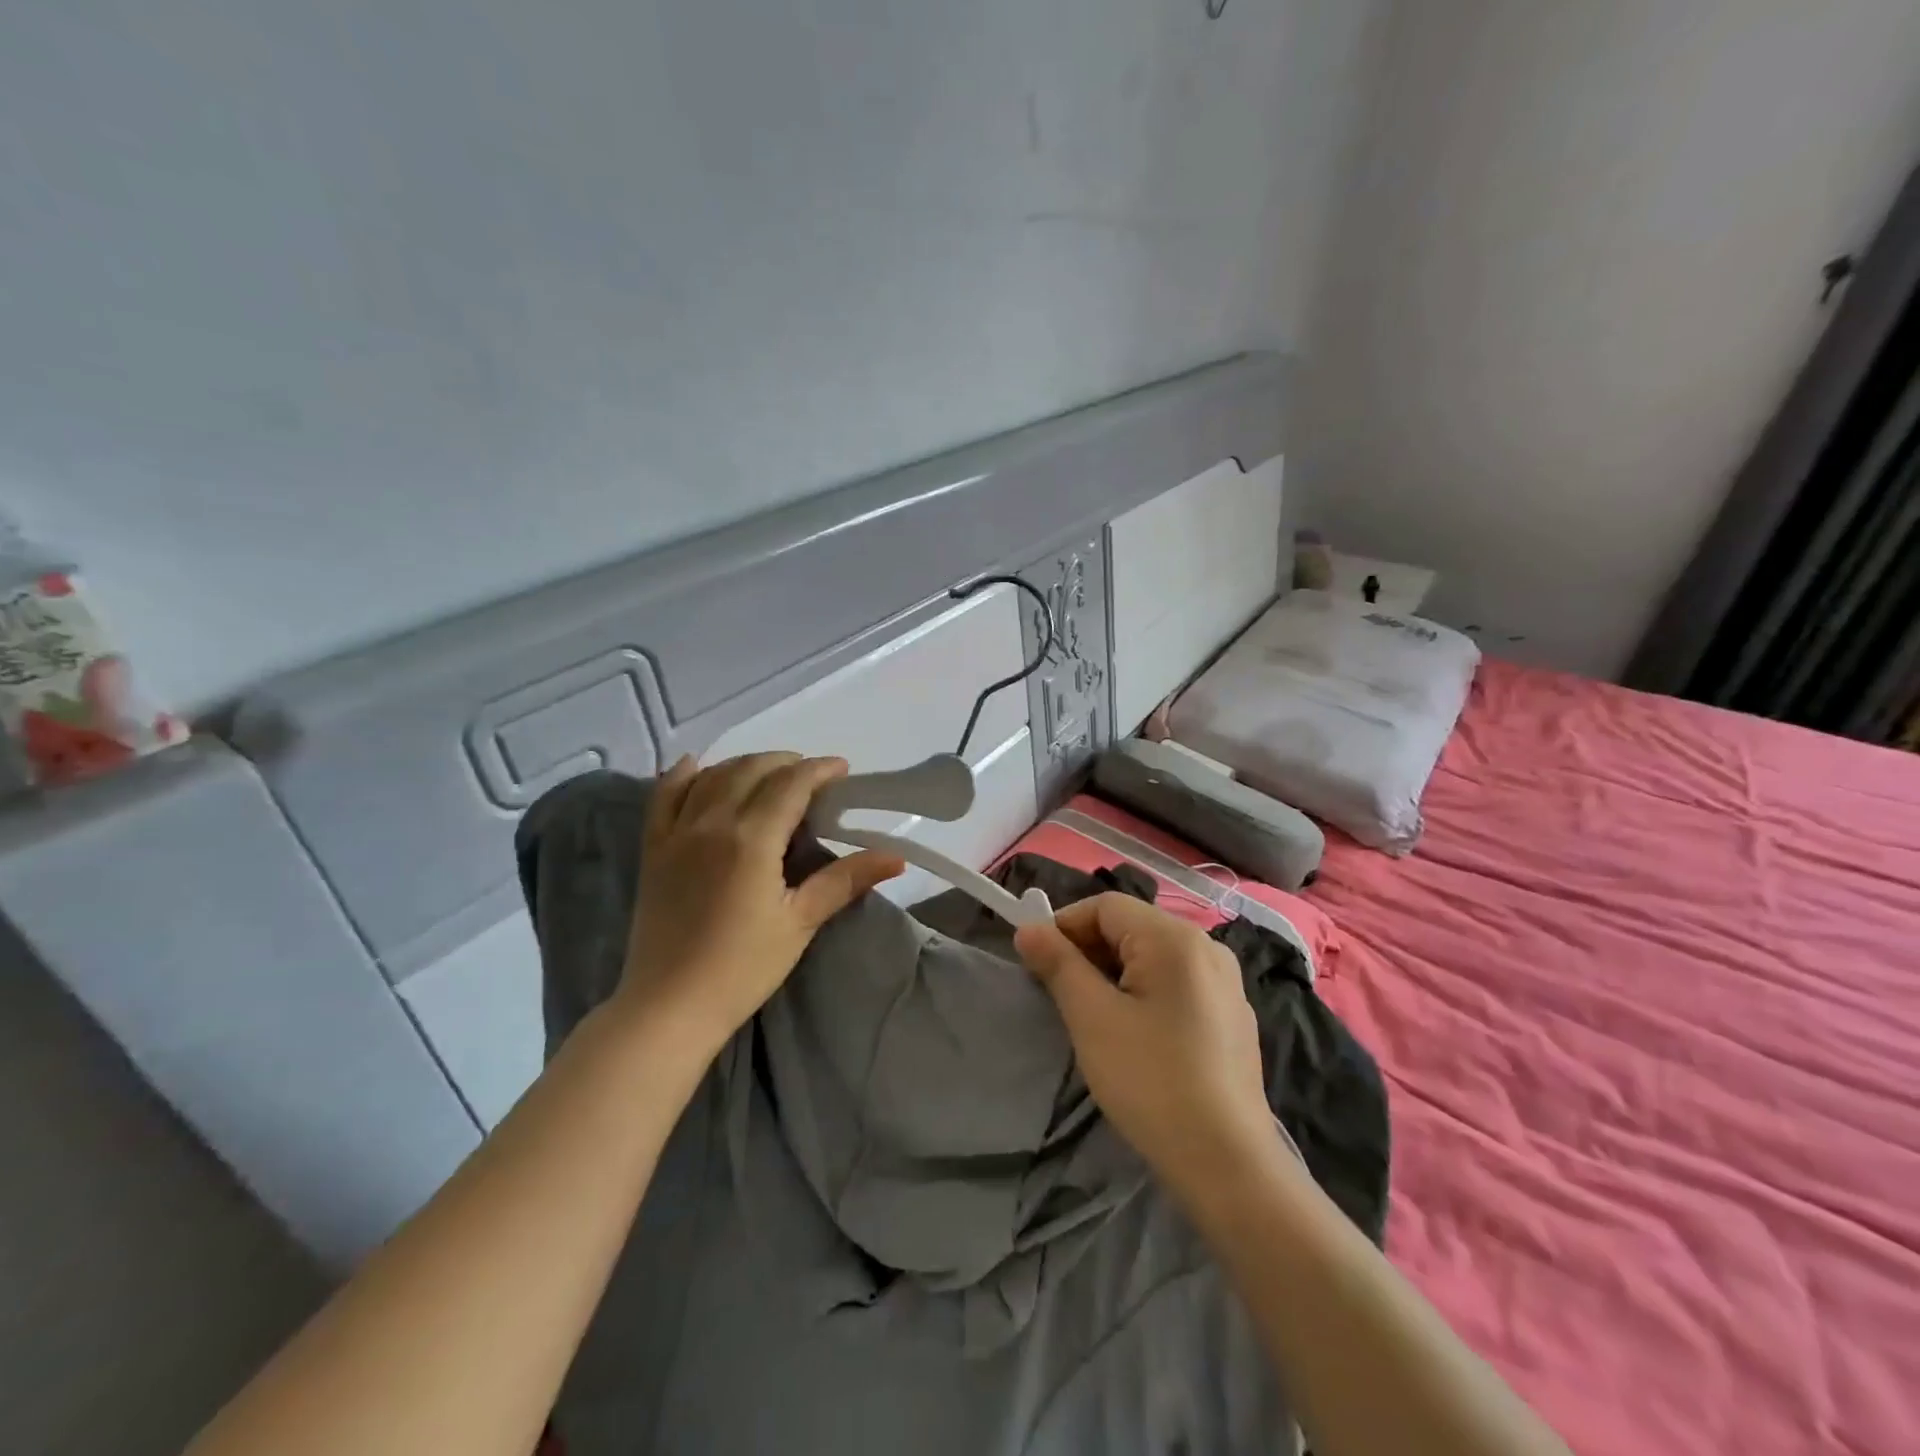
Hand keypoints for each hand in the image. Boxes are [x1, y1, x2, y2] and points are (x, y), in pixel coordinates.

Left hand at [621, 753, 903, 1053]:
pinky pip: (663, 796)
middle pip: (752, 770)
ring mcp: (676, 833)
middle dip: (786, 762)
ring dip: (745, 764)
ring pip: (712, 776)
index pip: (791, 784)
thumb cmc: (743, 968)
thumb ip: (844, 880)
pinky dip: (681, 774)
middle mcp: (712, 823)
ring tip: (770, 774)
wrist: (669, 1007)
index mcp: (752, 839)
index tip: (842, 769)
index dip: (819, 769)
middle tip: (812, 776)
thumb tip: (895, 858)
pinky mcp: (653, 849)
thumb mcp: (800, 923)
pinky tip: (696, 765)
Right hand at [1014, 894, 1276, 1199]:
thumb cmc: (1152, 1081)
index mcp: (1175, 938)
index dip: (1064, 926)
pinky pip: (1176, 982)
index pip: (1105, 906)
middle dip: (1088, 951)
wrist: (1228, 1164)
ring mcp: (1226, 982)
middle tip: (1060, 994)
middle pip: (1131, 927)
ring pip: (1152, 956)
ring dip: (1113, 973)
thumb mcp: (1092, 1018)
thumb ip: (1058, 964)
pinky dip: (1144, 992)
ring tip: (1093, 1016)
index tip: (1037, 964)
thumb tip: (1028, 928)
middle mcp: (1207, 946)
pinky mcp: (1232, 1014)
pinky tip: (1136, 1035)